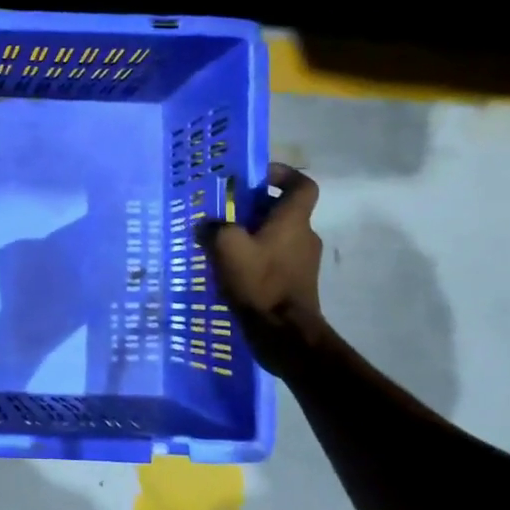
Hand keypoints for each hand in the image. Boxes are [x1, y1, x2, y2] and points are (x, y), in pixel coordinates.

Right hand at [197, 162, 326, 369]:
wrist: (285, 335)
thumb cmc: (260, 282)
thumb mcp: (226, 248)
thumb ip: (214, 228)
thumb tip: (205, 225)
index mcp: (293, 220)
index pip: (302, 185)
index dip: (282, 175)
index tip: (256, 177)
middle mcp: (304, 236)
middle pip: (283, 211)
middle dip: (255, 208)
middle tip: (225, 212)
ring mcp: (302, 263)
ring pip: (277, 236)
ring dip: (253, 235)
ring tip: (221, 244)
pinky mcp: (295, 285)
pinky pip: (274, 260)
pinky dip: (256, 259)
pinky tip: (230, 270)